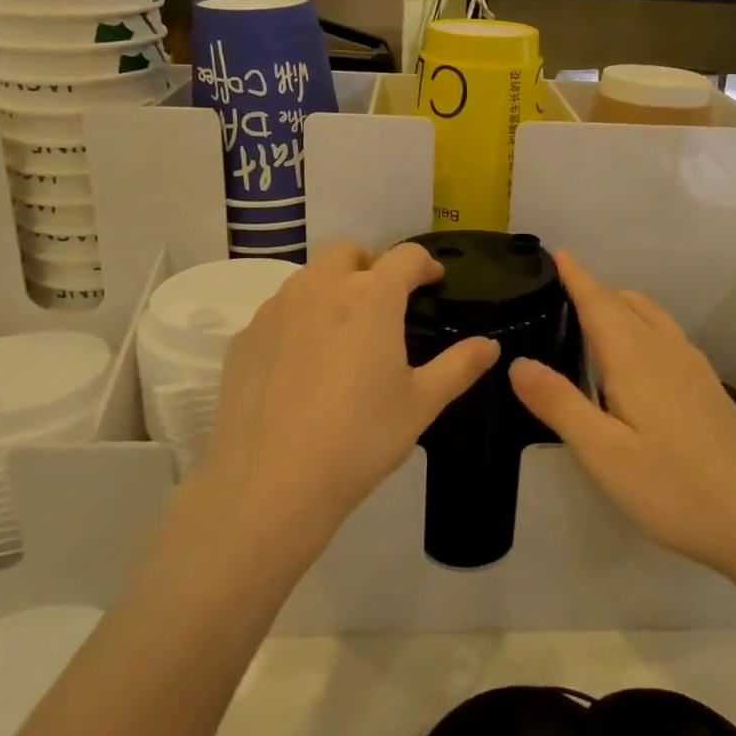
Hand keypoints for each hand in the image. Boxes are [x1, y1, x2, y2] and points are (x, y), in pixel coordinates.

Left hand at [199, 242, 498, 549]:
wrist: (271, 482)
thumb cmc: (360, 438)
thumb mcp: (421, 404)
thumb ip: (459, 366)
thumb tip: (490, 345)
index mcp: (371, 297)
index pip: (405, 256)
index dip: (425, 265)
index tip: (433, 282)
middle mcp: (320, 288)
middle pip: (347, 252)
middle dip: (371, 266)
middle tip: (383, 305)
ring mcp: (275, 310)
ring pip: (308, 279)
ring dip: (331, 289)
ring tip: (342, 336)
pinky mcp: (244, 338)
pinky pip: (277, 313)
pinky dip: (297, 322)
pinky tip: (301, 367)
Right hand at [510, 251, 735, 579]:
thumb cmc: (672, 488)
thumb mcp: (602, 453)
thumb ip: (559, 404)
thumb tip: (517, 363)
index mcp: (636, 359)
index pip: (599, 303)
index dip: (577, 277)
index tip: (558, 253)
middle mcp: (667, 352)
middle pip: (628, 304)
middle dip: (596, 291)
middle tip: (564, 294)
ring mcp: (695, 369)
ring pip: (653, 318)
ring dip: (622, 307)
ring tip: (596, 321)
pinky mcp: (710, 390)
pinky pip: (668, 337)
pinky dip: (643, 328)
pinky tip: (638, 363)